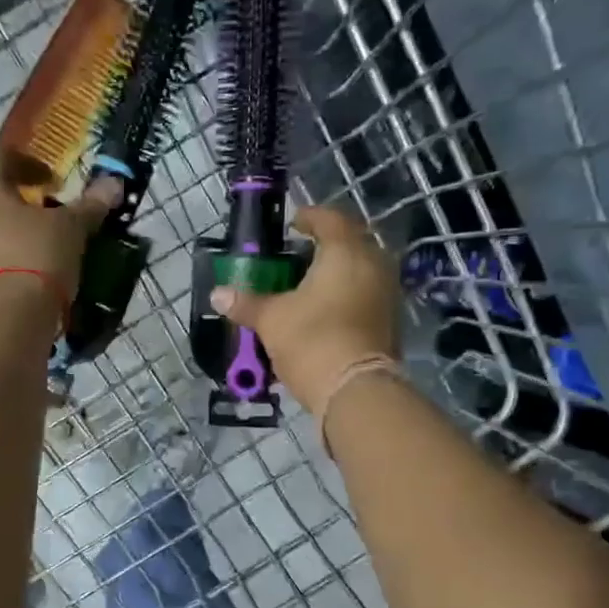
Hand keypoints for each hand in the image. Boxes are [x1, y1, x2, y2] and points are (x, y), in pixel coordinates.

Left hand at [0, 150, 121, 311]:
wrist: (3, 321)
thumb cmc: (36, 259)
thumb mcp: (70, 230)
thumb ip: (89, 205)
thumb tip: (114, 183)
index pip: (4, 158)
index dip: (32, 166)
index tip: (54, 182)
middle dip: (12, 202)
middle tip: (39, 216)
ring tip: (27, 247)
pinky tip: (12, 272)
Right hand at [211, 205, 399, 413]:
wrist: (355, 390)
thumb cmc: (312, 341)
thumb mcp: (271, 320)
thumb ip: (246, 303)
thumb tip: (217, 294)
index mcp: (346, 251)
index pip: (330, 219)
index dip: (309, 217)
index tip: (292, 223)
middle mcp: (374, 264)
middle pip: (351, 243)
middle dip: (326, 245)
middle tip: (300, 254)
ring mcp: (387, 293)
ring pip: (361, 271)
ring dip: (337, 273)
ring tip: (309, 285)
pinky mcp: (390, 321)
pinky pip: (366, 296)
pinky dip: (347, 296)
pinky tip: (325, 311)